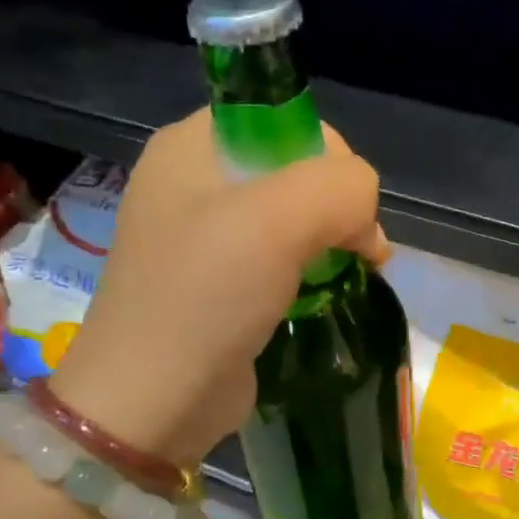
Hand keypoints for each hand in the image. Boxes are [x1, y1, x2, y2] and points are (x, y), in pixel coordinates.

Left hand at [50, 109, 388, 465]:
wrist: (153, 399)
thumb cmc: (206, 296)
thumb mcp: (278, 219)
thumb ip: (341, 188)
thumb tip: (365, 219)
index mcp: (193, 144)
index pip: (285, 118)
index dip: (330, 156)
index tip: (347, 210)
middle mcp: (194, 181)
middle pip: (294, 169)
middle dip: (337, 207)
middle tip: (357, 252)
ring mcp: (204, 236)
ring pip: (292, 216)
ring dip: (332, 241)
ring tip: (352, 275)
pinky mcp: (219, 283)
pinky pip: (279, 257)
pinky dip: (311, 271)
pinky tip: (326, 295)